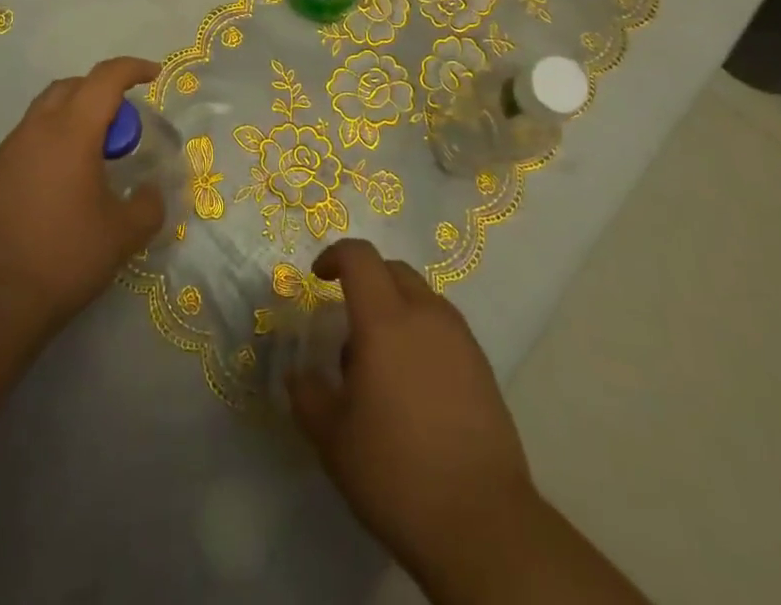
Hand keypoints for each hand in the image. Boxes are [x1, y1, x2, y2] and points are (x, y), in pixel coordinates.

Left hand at [0, 57, 165, 357]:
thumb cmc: (62, 260)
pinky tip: (57, 188)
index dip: (133, 69)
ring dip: (72, 119)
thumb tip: (151, 191)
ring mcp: (4, 152)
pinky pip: (24, 143)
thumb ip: (148, 205)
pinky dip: (48, 146)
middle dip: (101, 91)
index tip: (154, 76)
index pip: (105, 78)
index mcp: (71, 132)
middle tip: (122, 125)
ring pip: (43, 113)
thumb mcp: (122, 236)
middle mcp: (34, 130)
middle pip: (71, 87)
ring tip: (91, 158)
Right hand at [288, 240, 540, 594]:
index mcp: (385, 320)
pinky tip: (414, 385)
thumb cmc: (396, 472)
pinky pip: (444, 327)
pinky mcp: (482, 366)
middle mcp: (425, 315)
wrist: (482, 523)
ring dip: (396, 308)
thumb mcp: (333, 439)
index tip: (317, 278)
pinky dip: (422, 334)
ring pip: (422, 297)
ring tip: (381, 360)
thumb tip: (297, 376)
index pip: (359, 257)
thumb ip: (308, 396)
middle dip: (366, 280)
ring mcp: (460, 339)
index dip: (334, 256)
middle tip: (347, 324)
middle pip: (393, 270)